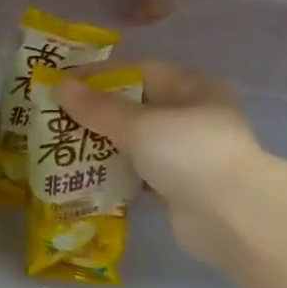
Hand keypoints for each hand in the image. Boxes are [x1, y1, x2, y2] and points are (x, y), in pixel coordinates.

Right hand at [57, 61, 270, 273]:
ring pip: (136, 144)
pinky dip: (115, 176)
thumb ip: (98, 108)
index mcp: (192, 88)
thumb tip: (59, 87)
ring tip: (64, 149)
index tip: (63, 85)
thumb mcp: (140, 124)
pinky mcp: (177, 188)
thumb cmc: (188, 154)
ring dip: (103, 147)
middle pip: (136, 108)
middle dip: (97, 115)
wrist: (229, 215)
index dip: (100, 76)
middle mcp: (191, 117)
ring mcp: (186, 155)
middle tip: (56, 120)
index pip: (139, 72)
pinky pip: (139, 175)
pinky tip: (86, 178)